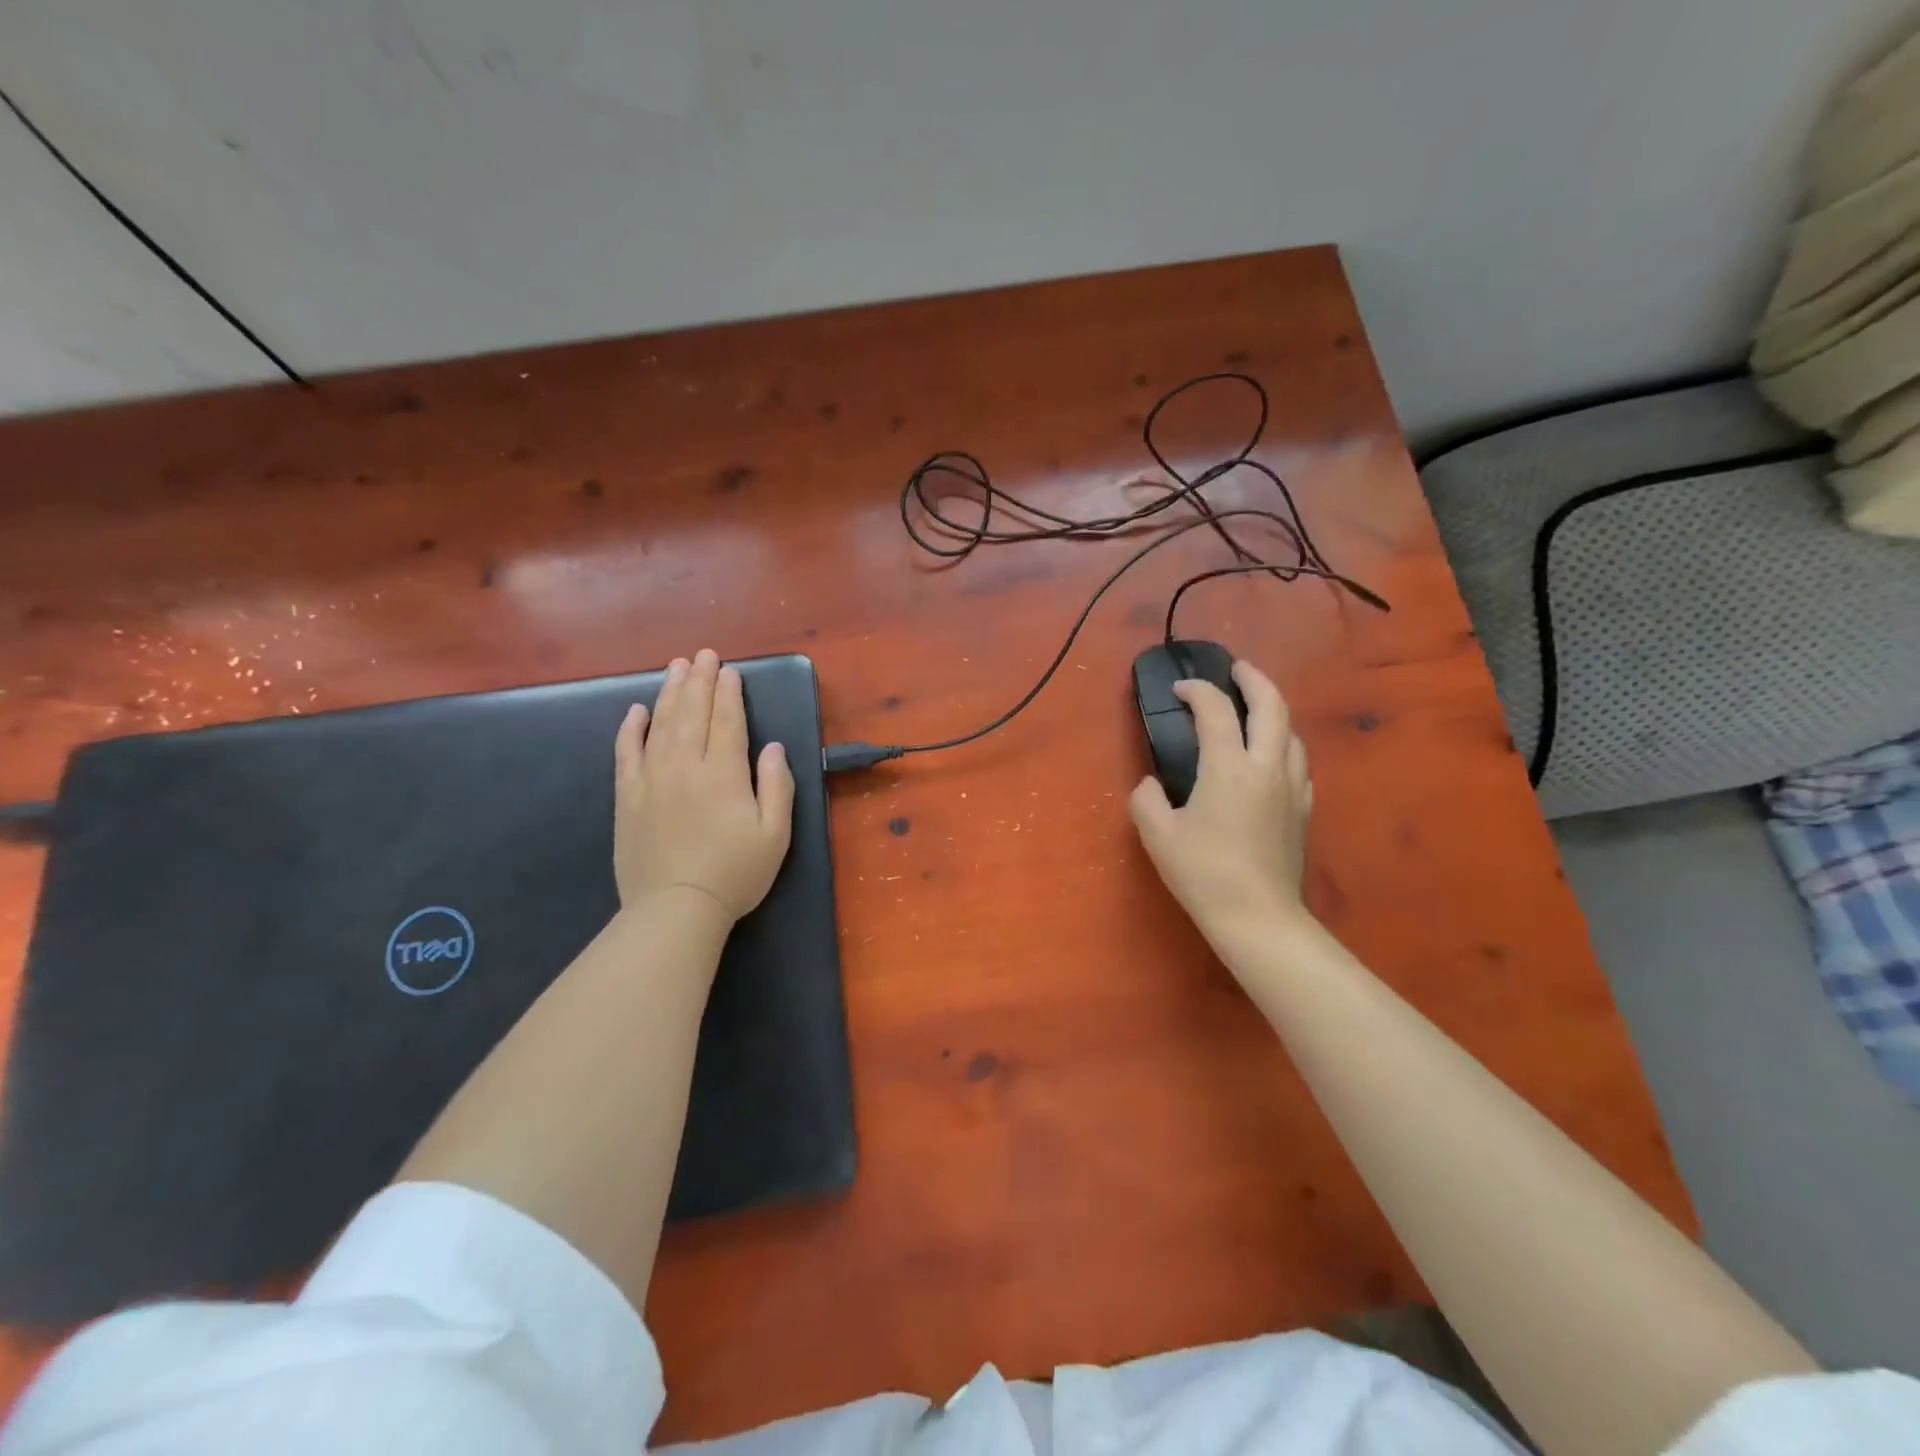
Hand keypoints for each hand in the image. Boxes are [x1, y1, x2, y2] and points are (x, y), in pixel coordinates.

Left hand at [614, 649, 795, 921]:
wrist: (674, 909)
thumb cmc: (734, 873)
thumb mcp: (775, 834)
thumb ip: (776, 786)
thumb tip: (771, 747)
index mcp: (724, 773)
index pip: (727, 721)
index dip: (729, 693)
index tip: (730, 671)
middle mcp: (685, 765)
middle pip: (692, 713)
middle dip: (700, 680)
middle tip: (703, 655)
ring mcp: (651, 779)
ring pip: (661, 724)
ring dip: (670, 692)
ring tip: (676, 667)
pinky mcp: (627, 797)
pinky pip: (627, 752)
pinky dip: (631, 728)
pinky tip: (636, 710)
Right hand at [1129, 660, 1313, 947]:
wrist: (1258, 917)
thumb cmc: (1203, 873)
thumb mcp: (1158, 835)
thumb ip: (1147, 799)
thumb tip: (1150, 784)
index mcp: (1229, 767)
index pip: (1215, 711)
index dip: (1197, 691)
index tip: (1180, 689)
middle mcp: (1266, 767)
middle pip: (1272, 705)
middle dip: (1254, 679)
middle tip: (1236, 669)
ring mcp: (1292, 787)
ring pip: (1291, 732)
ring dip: (1273, 711)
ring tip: (1253, 711)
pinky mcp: (1304, 810)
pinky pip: (1297, 762)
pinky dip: (1283, 745)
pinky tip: (1270, 758)